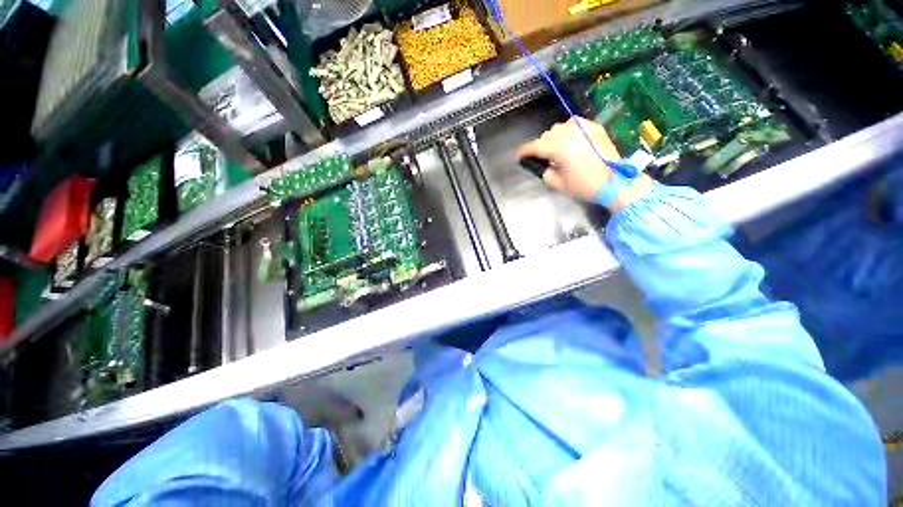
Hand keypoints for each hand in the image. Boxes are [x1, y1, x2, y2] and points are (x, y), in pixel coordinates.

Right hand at [516, 117, 651, 210]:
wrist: (615, 182)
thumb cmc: (584, 186)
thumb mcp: (557, 184)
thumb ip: (544, 171)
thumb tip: (542, 164)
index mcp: (559, 148)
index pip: (535, 146)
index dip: (524, 151)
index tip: (518, 155)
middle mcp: (569, 133)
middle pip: (546, 135)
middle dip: (541, 146)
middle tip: (542, 157)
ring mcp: (583, 128)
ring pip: (558, 127)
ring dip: (553, 137)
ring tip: (557, 149)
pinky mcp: (594, 127)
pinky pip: (574, 123)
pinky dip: (567, 130)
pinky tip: (570, 140)